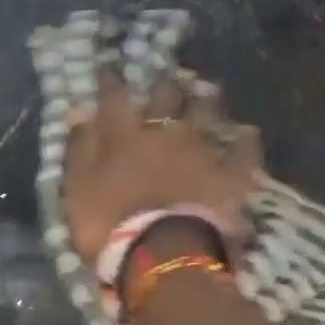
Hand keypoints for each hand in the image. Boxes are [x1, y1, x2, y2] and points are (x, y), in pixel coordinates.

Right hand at [62, 71, 263, 266]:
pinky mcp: (231, 175)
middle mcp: (164, 132)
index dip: (111, 81)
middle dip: (164, 85)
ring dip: (204, 101)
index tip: (109, 69)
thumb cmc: (108, 223)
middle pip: (166, 97)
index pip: (114, 97)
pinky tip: (246, 133)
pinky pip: (243, 151)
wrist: (162, 255)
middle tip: (165, 80)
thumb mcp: (78, 187)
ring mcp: (201, 151)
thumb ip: (80, 148)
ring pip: (206, 114)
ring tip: (205, 93)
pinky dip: (244, 140)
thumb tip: (78, 110)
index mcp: (123, 136)